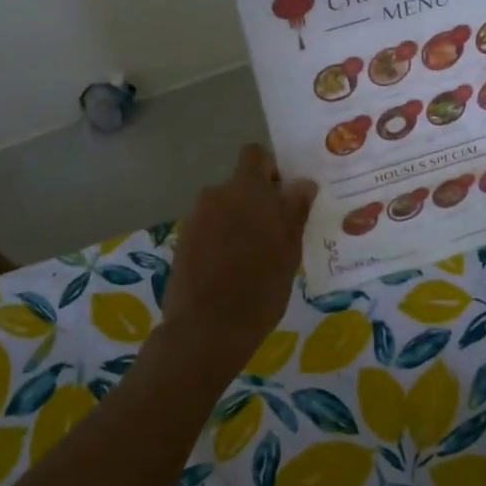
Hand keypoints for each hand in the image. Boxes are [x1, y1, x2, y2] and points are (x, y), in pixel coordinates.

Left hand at [163, 145, 315, 368]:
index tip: (285, 195)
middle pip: (240, 185)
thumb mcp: (289, 252)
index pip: (255, 155)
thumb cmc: (259, 289)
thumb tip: (303, 183)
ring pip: (224, 208)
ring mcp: (195, 218)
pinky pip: (209, 228)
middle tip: (276, 231)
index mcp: (246, 190)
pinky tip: (231, 269)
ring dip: (238, 221)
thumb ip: (294, 211)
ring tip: (254, 256)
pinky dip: (221, 239)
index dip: (271, 169)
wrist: (205, 329)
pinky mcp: (182, 241)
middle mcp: (216, 195)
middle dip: (257, 200)